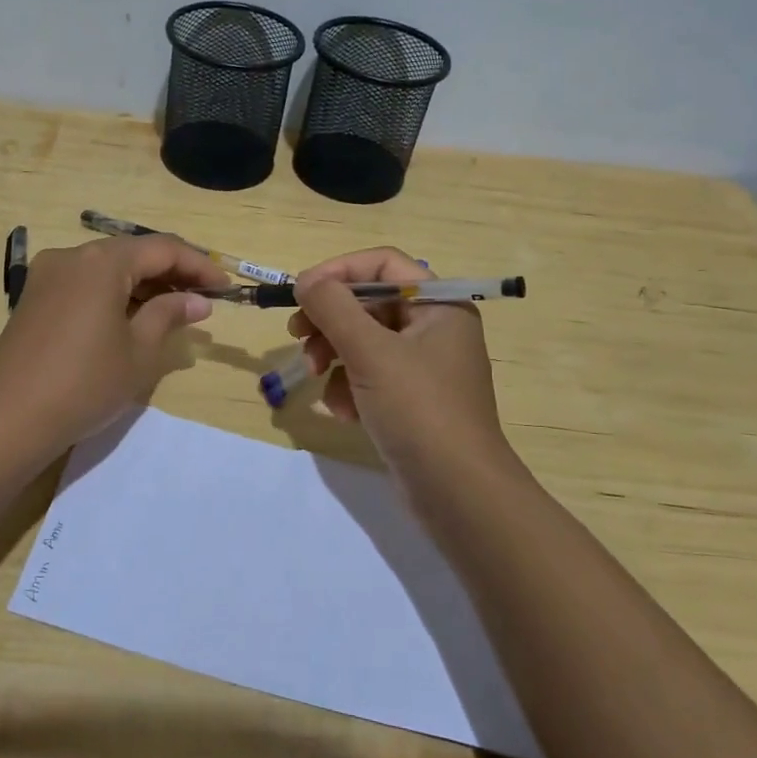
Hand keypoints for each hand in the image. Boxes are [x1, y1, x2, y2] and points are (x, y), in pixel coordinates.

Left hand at [0, 234, 226, 451]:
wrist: (7, 419)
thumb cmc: (84, 384)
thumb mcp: (138, 352)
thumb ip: (169, 315)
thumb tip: (197, 300)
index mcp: (102, 262)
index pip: (163, 249)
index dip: (199, 265)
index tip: (226, 287)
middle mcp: (73, 256)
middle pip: (133, 253)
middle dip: (172, 272)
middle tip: (204, 298)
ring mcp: (49, 275)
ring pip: (108, 267)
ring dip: (144, 283)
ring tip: (175, 309)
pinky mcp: (35, 297)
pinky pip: (86, 283)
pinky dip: (115, 293)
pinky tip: (133, 316)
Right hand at [289, 248, 515, 487]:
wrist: (458, 493)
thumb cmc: (419, 410)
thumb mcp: (371, 352)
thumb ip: (334, 308)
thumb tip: (306, 280)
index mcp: (439, 305)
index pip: (383, 264)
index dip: (339, 271)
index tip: (302, 291)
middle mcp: (434, 328)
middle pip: (369, 303)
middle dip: (330, 320)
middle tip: (297, 336)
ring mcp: (423, 366)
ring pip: (364, 341)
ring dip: (333, 355)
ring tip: (314, 377)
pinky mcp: (411, 400)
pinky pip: (370, 375)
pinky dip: (349, 387)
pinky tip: (343, 411)